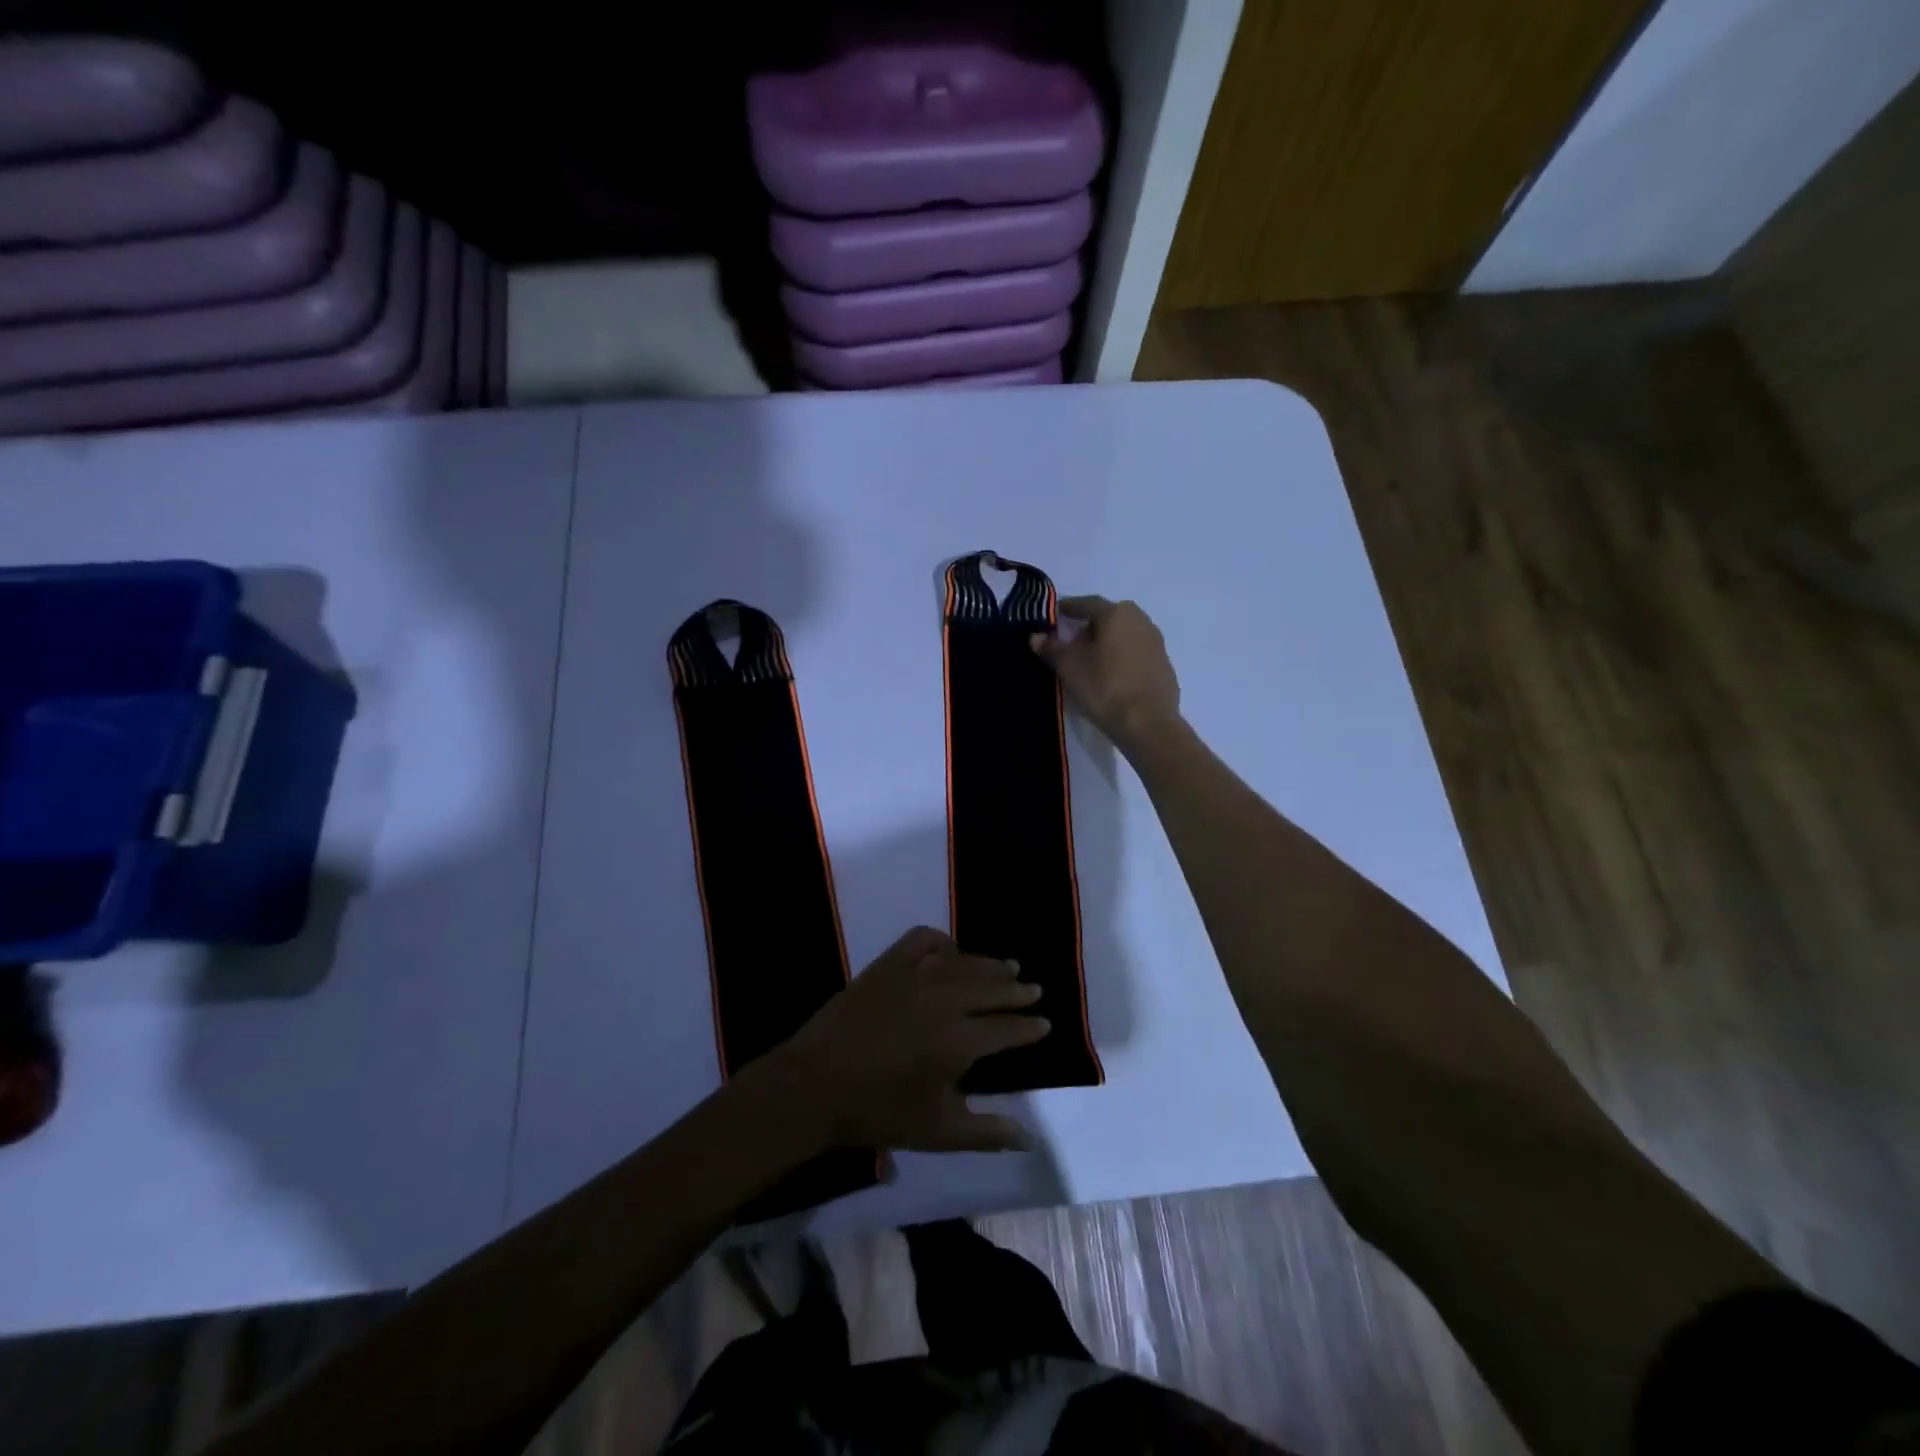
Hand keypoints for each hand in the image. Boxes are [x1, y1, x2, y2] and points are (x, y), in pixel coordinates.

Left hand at [772, 928, 1047, 1152]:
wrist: (815, 1085)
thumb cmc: (879, 1113)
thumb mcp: (938, 1132)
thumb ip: (987, 1132)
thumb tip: (1030, 1137)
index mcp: (959, 1041)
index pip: (1007, 1029)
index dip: (1029, 1026)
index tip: (1045, 1023)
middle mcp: (944, 1000)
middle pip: (992, 989)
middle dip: (1017, 991)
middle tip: (1034, 990)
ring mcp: (914, 976)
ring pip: (964, 963)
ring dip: (989, 965)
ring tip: (1008, 967)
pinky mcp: (887, 964)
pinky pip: (922, 940)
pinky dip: (942, 941)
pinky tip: (952, 949)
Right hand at [1031, 596, 1181, 755]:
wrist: (1148, 723)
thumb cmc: (1104, 687)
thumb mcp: (1069, 667)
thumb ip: (1052, 648)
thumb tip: (1036, 636)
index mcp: (1116, 614)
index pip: (1087, 603)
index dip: (1069, 608)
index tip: (1056, 614)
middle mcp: (1140, 620)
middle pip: (1109, 616)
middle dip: (1090, 625)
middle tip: (1073, 641)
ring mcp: (1156, 642)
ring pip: (1125, 634)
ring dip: (1108, 641)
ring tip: (1092, 660)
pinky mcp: (1164, 664)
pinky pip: (1137, 652)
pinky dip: (1122, 656)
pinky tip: (1113, 675)